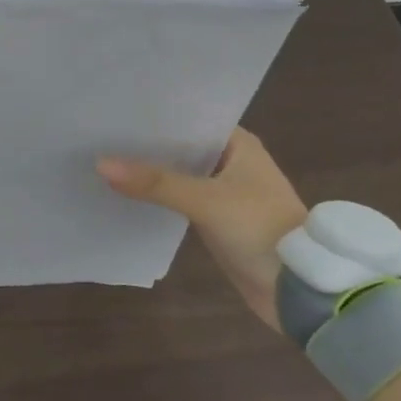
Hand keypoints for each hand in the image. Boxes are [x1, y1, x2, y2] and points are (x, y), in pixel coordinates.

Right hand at [98, 127, 306, 331]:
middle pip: (181, 146)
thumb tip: (101, 164)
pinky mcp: (217, 219)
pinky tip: (126, 192)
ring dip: (151, 171)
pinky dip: (158, 196)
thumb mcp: (206, 201)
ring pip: (179, 173)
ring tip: (104, 156)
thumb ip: (155, 183)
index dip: (155, 115)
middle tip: (101, 132)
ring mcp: (224, 191)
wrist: (299, 291)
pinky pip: (180, 199)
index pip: (189, 117)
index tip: (116, 109)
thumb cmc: (261, 229)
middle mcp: (232, 161)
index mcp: (239, 143)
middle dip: (147, 144)